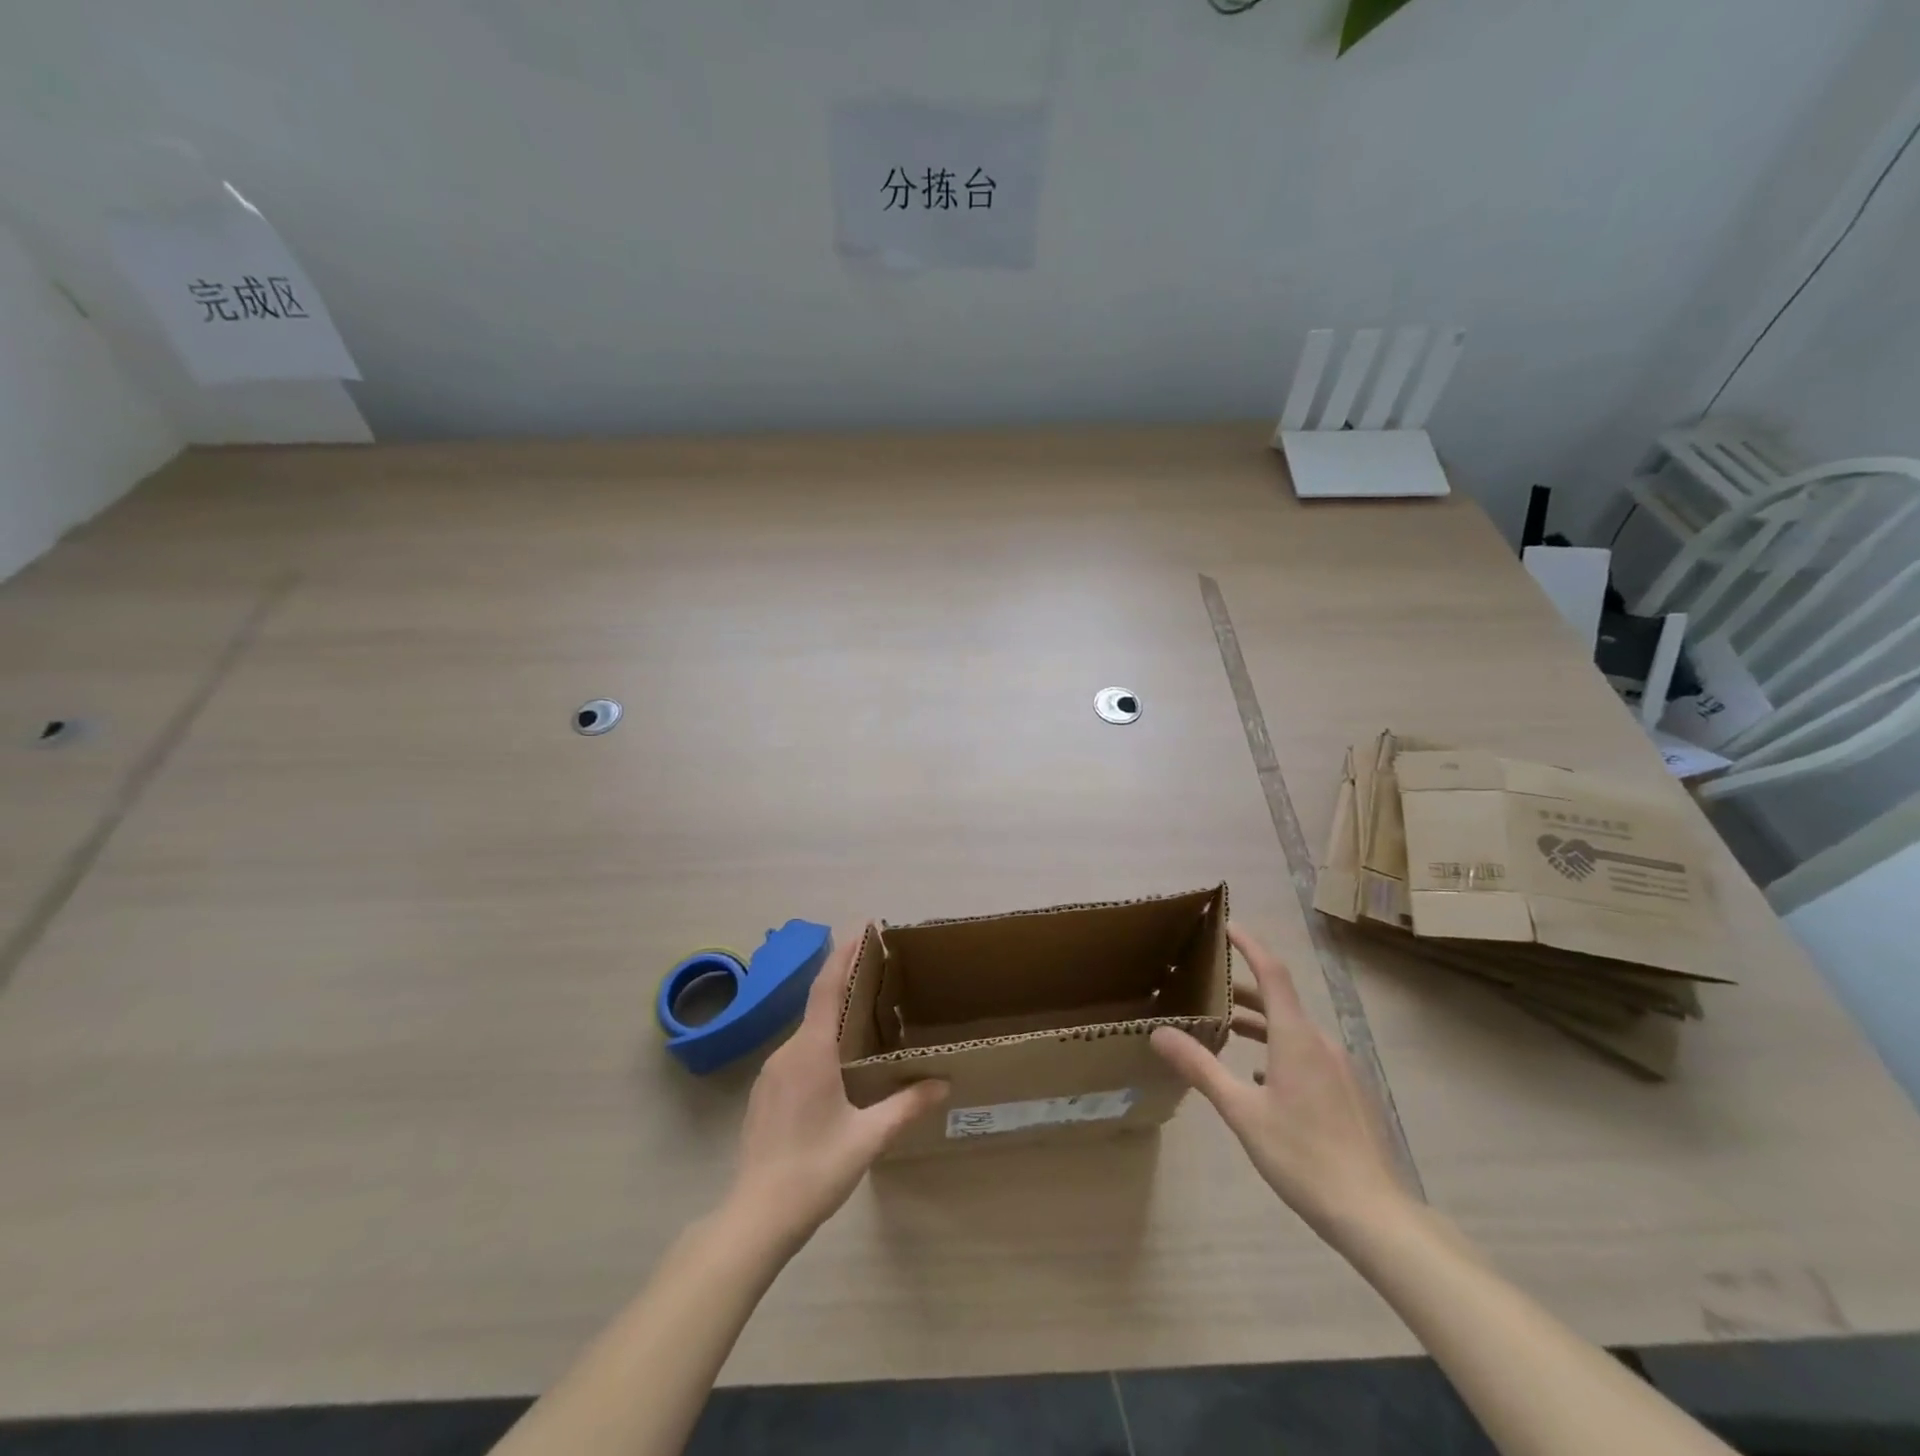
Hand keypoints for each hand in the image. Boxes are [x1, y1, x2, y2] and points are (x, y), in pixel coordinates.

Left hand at [724, 927, 947, 1249]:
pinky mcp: (764, 1094)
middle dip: (846, 983)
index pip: (827, 988)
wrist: (755, 1218)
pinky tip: (838, 1065)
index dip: (844, 955)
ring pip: (807, 1032)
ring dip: (833, 1017)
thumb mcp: (867, 1139)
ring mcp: (770, 1073)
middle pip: (818, 1005)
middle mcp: (787, 1053)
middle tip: (880, 974)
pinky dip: (819, 1043)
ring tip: (865, 1017)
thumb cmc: (814, 1171)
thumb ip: (906, 1107)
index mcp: (811, 1052)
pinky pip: (797, 1054)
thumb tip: (943, 1083)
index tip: (862, 928)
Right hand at [1151, 924, 1408, 1240]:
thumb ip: (1200, 1067)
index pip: (1272, 973)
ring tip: (1226, 1031)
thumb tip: (1158, 1032)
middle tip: (1206, 987)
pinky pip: (1308, 1054)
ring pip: (1293, 1029)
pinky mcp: (1349, 1092)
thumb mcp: (1241, 1111)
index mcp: (1296, 1037)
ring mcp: (1340, 1068)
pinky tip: (1261, 1079)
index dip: (1249, 945)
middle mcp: (1321, 1042)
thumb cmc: (1302, 1156)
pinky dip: (1278, 1050)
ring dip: (1260, 1023)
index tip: (1227, 925)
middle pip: (1279, 1001)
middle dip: (1243, 990)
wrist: (1374, 1214)